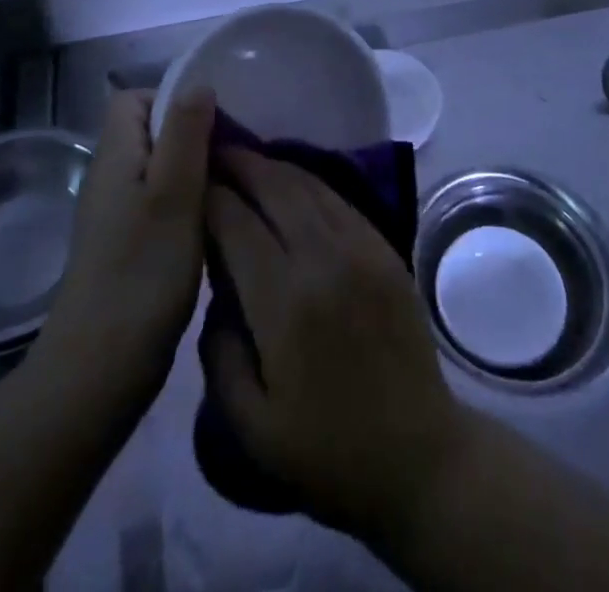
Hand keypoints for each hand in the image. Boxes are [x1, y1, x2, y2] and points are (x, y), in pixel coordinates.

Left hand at [45, 88, 214, 406]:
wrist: (99, 371)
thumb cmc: (141, 272)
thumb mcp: (174, 193)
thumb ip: (185, 134)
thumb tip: (198, 83)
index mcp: (115, 156)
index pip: (133, 98)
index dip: (171, 97)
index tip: (213, 120)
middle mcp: (111, 178)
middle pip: (151, 132)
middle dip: (193, 133)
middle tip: (235, 153)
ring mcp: (117, 215)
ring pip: (160, 168)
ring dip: (195, 170)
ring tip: (233, 185)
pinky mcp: (128, 246)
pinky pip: (161, 201)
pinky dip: (188, 202)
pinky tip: (215, 222)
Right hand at [203, 149, 474, 543]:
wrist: (418, 457)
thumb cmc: (326, 452)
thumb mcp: (249, 426)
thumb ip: (219, 353)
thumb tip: (215, 294)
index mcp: (286, 304)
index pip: (237, 224)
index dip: (210, 197)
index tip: (190, 183)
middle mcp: (325, 260)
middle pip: (275, 188)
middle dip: (240, 164)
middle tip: (214, 151)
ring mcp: (362, 249)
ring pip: (310, 186)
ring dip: (274, 166)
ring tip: (246, 158)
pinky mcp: (385, 249)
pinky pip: (340, 200)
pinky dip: (309, 182)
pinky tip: (291, 181)